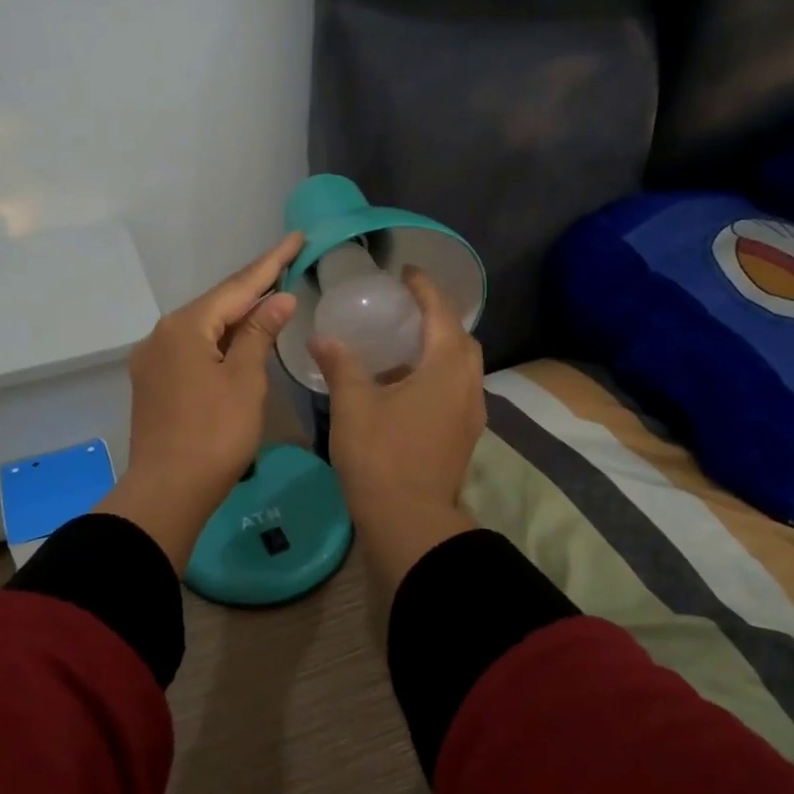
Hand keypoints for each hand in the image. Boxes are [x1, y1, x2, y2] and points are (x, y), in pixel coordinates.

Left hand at [96, 232, 304, 571]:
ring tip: (271, 296)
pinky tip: (240, 339)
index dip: (271, 262)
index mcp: (185, 327)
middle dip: (254, 286)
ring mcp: (154, 359)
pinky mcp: (154, 382)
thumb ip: (260, 334)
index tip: (296, 237)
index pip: (238, 286)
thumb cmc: (214, 435)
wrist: (166, 493)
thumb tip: (278, 299)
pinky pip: (194, 348)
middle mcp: (163, 334)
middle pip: (217, 303)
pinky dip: (221, 339)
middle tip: (289, 262)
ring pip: (205, 326)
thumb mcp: (245, 381)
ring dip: (238, 314)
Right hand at [309, 267, 485, 594]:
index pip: (442, 313)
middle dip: (437, 319)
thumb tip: (323, 338)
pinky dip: (436, 378)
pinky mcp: (464, 438)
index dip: (425, 289)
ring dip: (437, 352)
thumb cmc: (380, 455)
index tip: (407, 273)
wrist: (408, 520)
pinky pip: (456, 392)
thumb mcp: (353, 404)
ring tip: (400, 350)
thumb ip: (341, 365)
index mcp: (445, 368)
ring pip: (461, 369)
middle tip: (405, 311)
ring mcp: (471, 414)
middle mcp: (468, 386)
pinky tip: (404, 390)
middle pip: (460, 339)